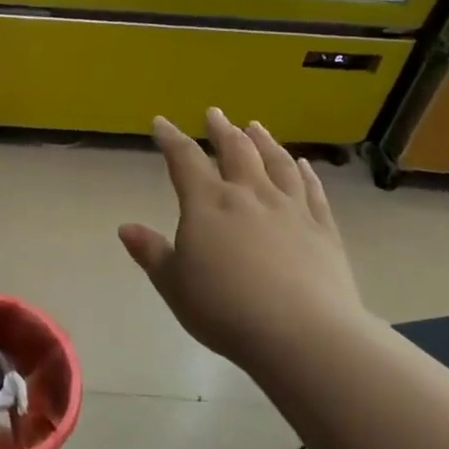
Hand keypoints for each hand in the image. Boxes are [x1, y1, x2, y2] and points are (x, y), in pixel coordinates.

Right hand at [119, 109, 368, 370]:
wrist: (303, 335)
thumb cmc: (226, 309)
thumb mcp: (174, 285)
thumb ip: (151, 253)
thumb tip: (125, 228)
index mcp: (208, 203)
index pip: (184, 159)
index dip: (170, 138)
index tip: (161, 122)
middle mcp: (249, 195)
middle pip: (235, 150)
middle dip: (221, 129)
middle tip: (214, 113)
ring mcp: (290, 209)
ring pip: (276, 163)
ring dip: (264, 141)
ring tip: (256, 126)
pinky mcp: (323, 229)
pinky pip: (313, 191)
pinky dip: (305, 173)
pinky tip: (303, 165)